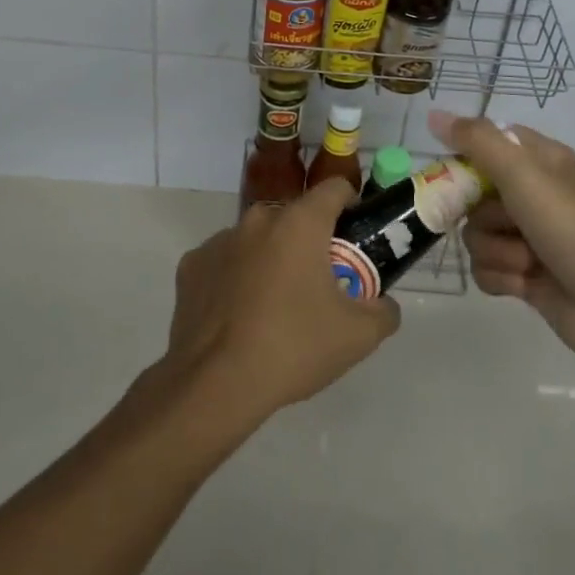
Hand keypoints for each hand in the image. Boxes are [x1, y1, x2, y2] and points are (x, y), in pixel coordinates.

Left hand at [158, 180, 400, 429]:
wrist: (215, 385)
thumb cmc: (293, 347)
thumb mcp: (358, 336)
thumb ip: (384, 311)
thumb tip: (383, 304)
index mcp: (300, 222)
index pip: (335, 188)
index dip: (351, 206)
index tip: (355, 237)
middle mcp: (258, 219)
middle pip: (295, 217)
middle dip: (310, 241)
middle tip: (320, 284)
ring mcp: (219, 240)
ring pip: (258, 239)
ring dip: (271, 258)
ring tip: (275, 306)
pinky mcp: (191, 266)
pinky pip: (224, 262)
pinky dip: (235, 278)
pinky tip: (238, 316)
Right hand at [431, 111, 574, 369]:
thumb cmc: (572, 228)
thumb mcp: (523, 173)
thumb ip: (476, 141)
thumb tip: (434, 115)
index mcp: (540, 161)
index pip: (488, 143)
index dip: (467, 158)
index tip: (457, 176)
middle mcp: (533, 194)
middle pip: (474, 195)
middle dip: (484, 216)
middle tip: (504, 222)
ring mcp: (529, 237)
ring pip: (477, 234)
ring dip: (497, 250)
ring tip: (527, 261)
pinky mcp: (525, 276)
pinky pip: (486, 268)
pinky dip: (501, 277)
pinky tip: (524, 284)